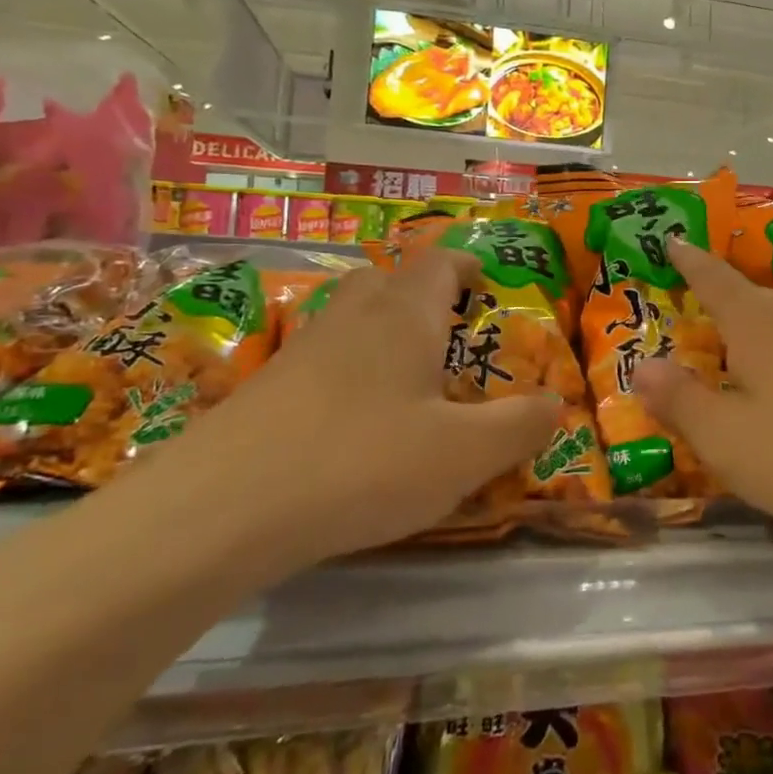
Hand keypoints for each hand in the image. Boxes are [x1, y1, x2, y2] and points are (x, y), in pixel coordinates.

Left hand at [187, 250, 559, 565]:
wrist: (219, 510)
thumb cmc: (362, 463)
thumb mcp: (463, 454)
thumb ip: (518, 426)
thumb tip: (553, 404)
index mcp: (404, 316)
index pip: (439, 264)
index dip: (466, 267)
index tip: (486, 286)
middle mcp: (351, 319)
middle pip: (387, 280)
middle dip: (420, 295)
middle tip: (447, 335)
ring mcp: (299, 352)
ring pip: (348, 318)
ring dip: (379, 333)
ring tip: (406, 382)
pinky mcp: (263, 391)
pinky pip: (319, 361)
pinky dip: (345, 374)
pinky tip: (352, 425)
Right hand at [633, 239, 772, 542]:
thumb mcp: (724, 439)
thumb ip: (679, 400)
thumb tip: (642, 368)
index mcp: (756, 322)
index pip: (713, 278)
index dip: (688, 261)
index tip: (673, 240)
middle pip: (749, 299)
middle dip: (721, 306)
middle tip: (698, 324)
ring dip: (757, 335)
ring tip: (741, 362)